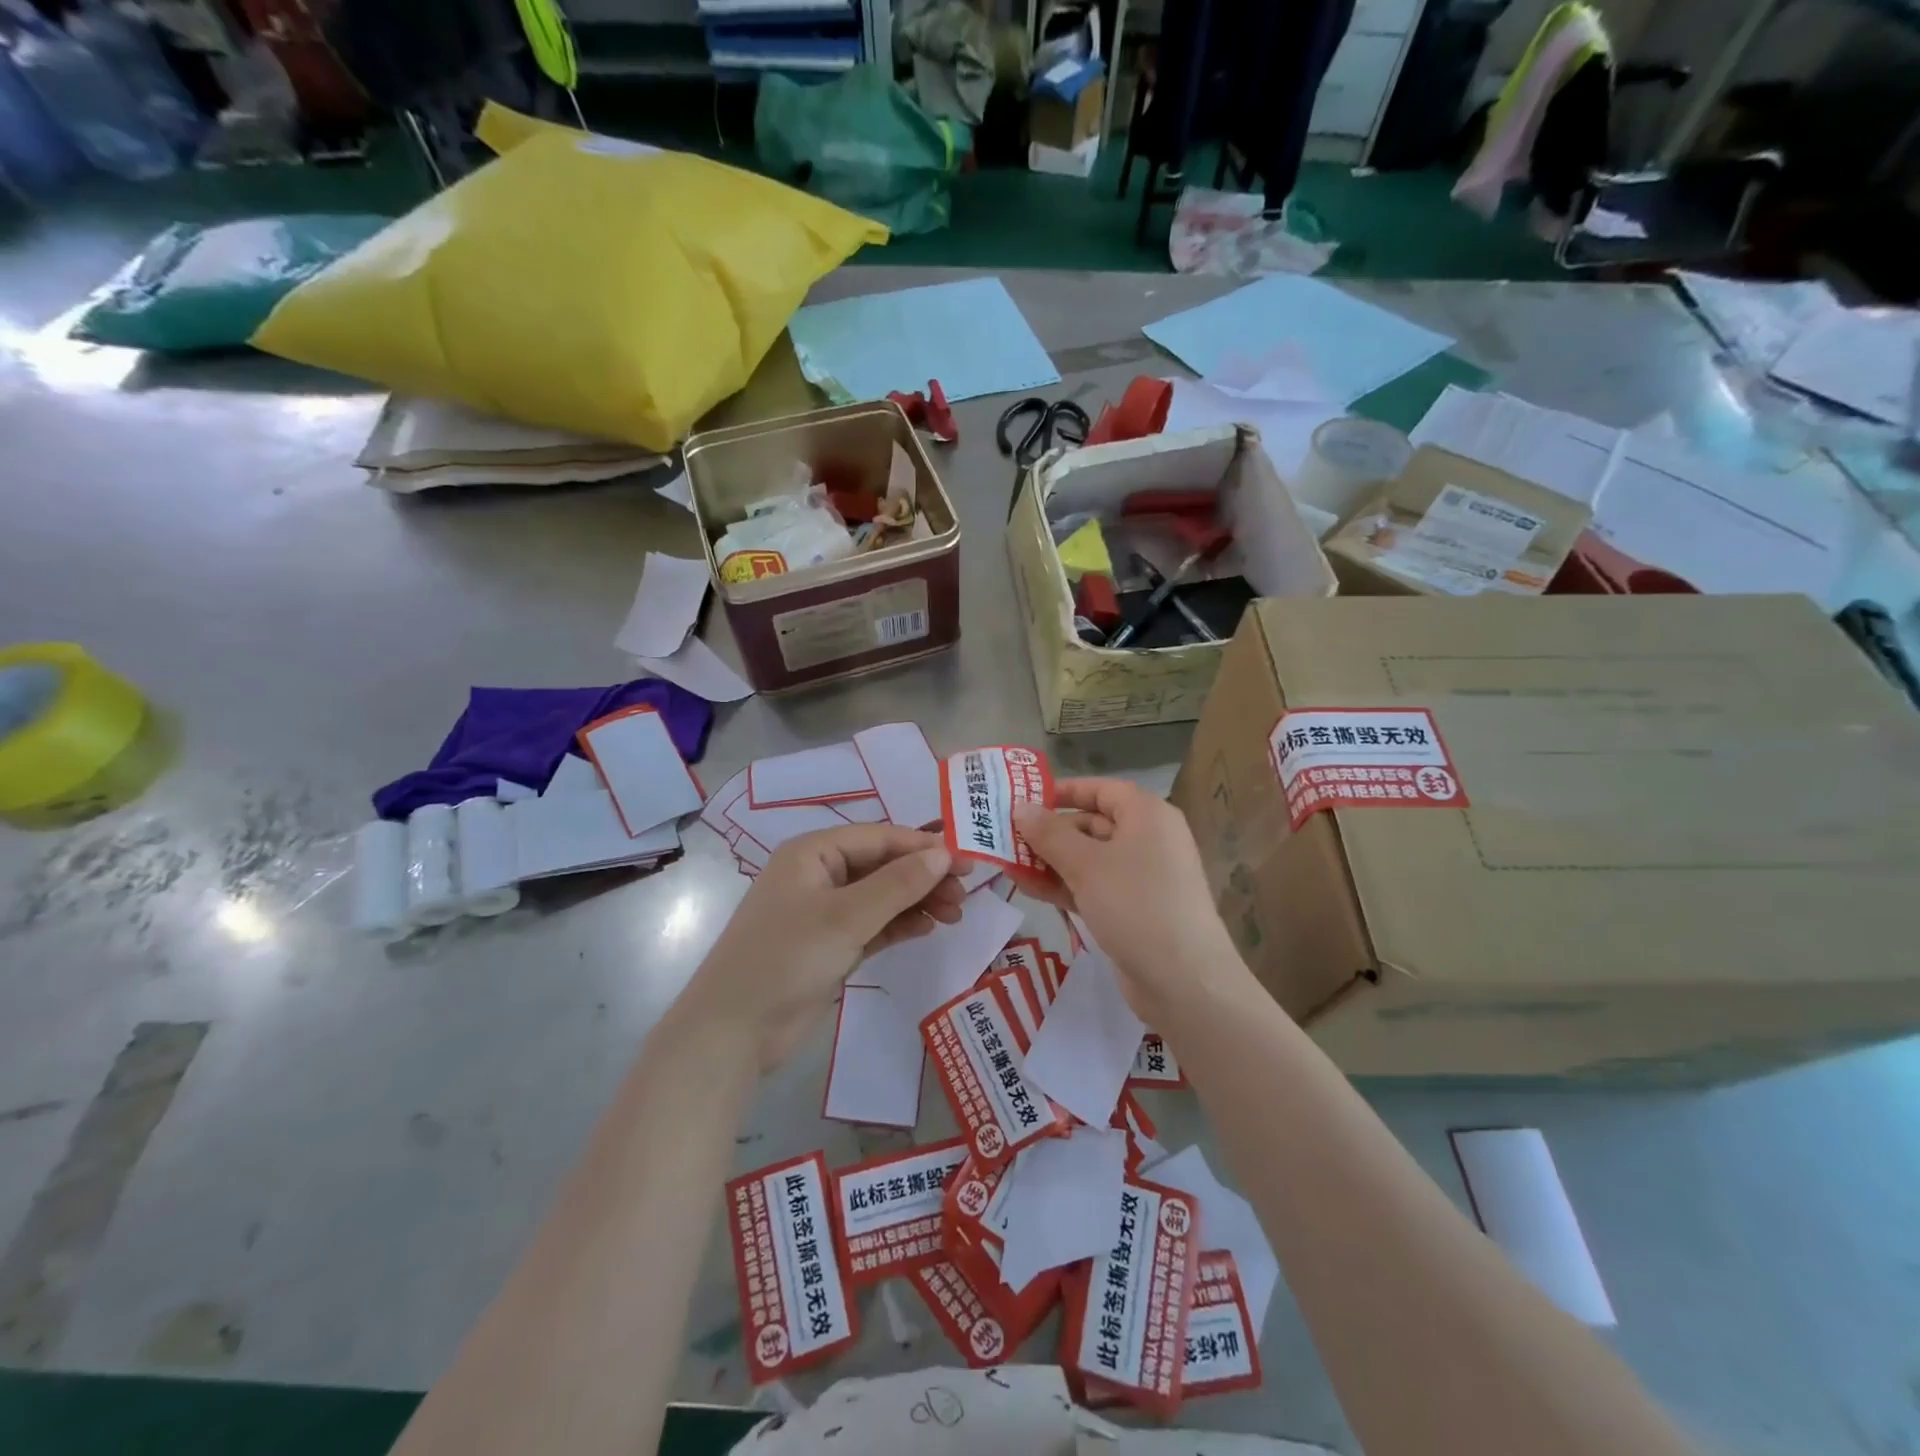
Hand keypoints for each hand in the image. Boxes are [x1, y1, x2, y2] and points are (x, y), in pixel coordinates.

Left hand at [679, 825, 963, 1069]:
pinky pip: (873, 925)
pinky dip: (899, 925)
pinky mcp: (830, 946)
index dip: (923, 847)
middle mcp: (819, 875)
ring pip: (881, 897)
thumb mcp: (846, 917)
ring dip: (917, 902)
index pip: (879, 838)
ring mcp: (824, 913)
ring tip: (955, 914)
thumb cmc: (787, 958)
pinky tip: (928, 928)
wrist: (734, 1032)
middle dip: (923, 877)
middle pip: (883, 866)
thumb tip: (943, 854)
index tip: (966, 861)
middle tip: (965, 895)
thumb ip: (898, 884)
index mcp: (813, 853)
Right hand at [1014, 778, 1245, 1024]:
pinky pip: (1093, 886)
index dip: (1063, 791)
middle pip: (1091, 823)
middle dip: (1049, 832)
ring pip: (1089, 858)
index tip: (1024, 799)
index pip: (1101, 789)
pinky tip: (1029, 889)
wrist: (1183, 981)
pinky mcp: (1133, 909)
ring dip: (1050, 861)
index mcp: (1147, 815)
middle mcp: (1148, 839)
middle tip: (1005, 838)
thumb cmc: (1135, 905)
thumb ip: (1049, 834)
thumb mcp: (1085, 865)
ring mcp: (1142, 877)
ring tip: (1007, 865)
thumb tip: (1020, 807)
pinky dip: (1064, 885)